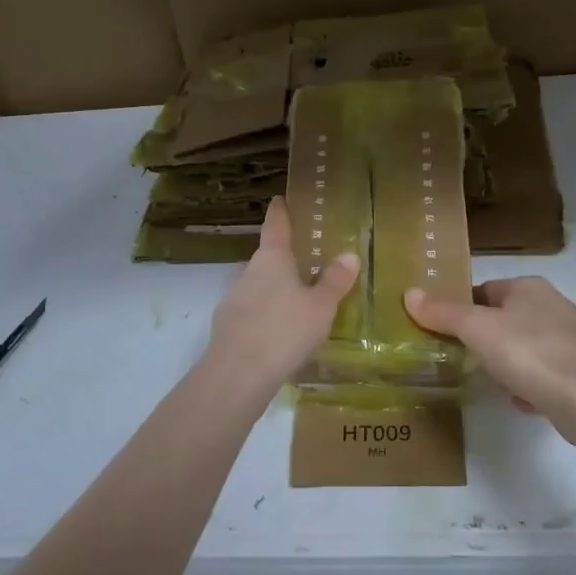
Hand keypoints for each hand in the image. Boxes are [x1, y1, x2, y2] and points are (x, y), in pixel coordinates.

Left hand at [204, 197, 358, 398]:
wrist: (238, 374)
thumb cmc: (285, 329)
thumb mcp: (321, 306)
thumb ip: (334, 281)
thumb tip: (350, 255)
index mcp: (272, 259)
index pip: (276, 227)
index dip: (280, 212)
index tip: (279, 200)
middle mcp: (248, 272)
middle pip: (266, 259)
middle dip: (282, 261)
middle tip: (303, 265)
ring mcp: (232, 300)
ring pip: (256, 287)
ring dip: (272, 291)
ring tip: (294, 304)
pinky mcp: (226, 328)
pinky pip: (250, 314)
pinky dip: (263, 317)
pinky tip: (277, 335)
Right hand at [404, 277, 575, 423]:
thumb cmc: (529, 352)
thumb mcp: (477, 329)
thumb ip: (443, 313)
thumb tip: (409, 293)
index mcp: (530, 287)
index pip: (486, 289)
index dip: (463, 308)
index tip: (446, 331)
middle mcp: (554, 306)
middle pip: (506, 318)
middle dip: (485, 338)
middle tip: (463, 359)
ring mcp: (572, 340)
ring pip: (526, 347)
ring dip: (508, 364)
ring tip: (490, 382)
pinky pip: (544, 374)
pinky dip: (529, 385)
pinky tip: (519, 401)